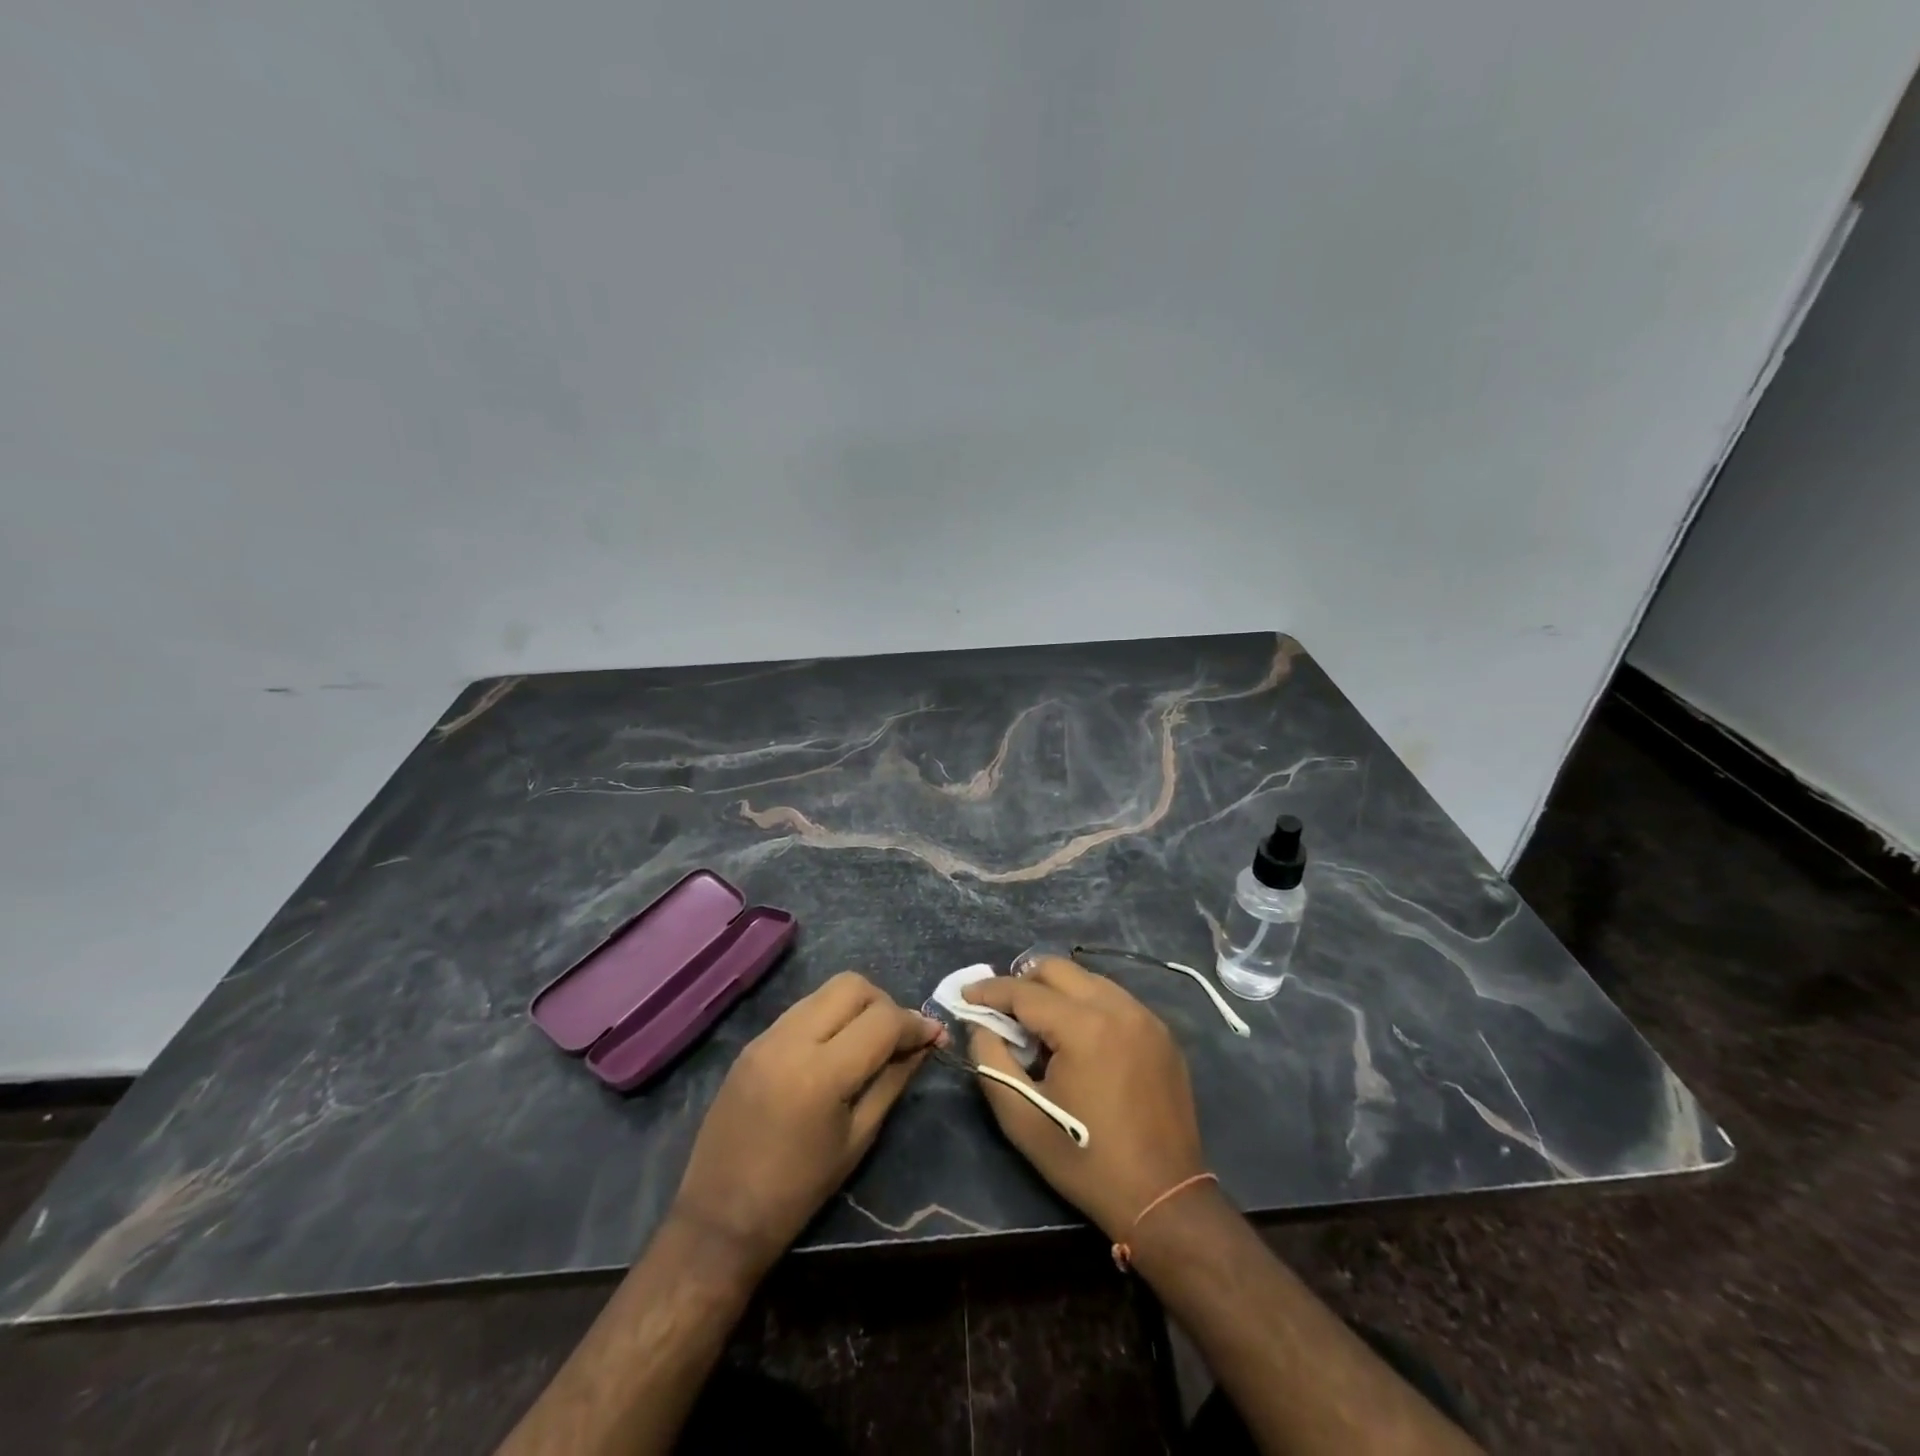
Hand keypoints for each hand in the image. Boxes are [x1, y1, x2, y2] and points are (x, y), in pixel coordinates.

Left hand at [671, 971, 941, 1278]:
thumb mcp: (858, 1139)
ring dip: (856, 1006)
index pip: (882, 1020)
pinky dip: (829, 1016)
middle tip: (898, 1038)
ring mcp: (767, 1036)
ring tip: (868, 1042)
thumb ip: (893, 1081)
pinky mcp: (753, 1042)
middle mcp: (792, 1039)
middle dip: (885, 1004)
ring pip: (826, 991)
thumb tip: (925, 1045)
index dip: (915, 1024)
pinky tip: (835, 1049)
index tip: (935, 1037)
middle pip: (853, 986)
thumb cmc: (798, 1192)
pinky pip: (802, 1009)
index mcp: (822, 1073)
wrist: (718, 1219)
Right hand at [963, 956, 1205, 1239]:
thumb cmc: (1085, 1160)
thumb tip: (980, 1024)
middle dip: (1023, 980)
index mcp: (1084, 1027)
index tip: (965, 995)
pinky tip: (1077, 1036)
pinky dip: (1087, 1004)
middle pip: (1058, 969)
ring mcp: (1146, 1018)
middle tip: (1001, 1008)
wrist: (1164, 1198)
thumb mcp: (1022, 1117)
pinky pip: (1114, 999)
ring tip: (1038, 1024)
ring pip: (1088, 979)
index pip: (1025, 991)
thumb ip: (990, 1060)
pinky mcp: (1162, 1033)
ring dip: (1056, 990)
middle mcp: (1118, 1008)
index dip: (989, 990)